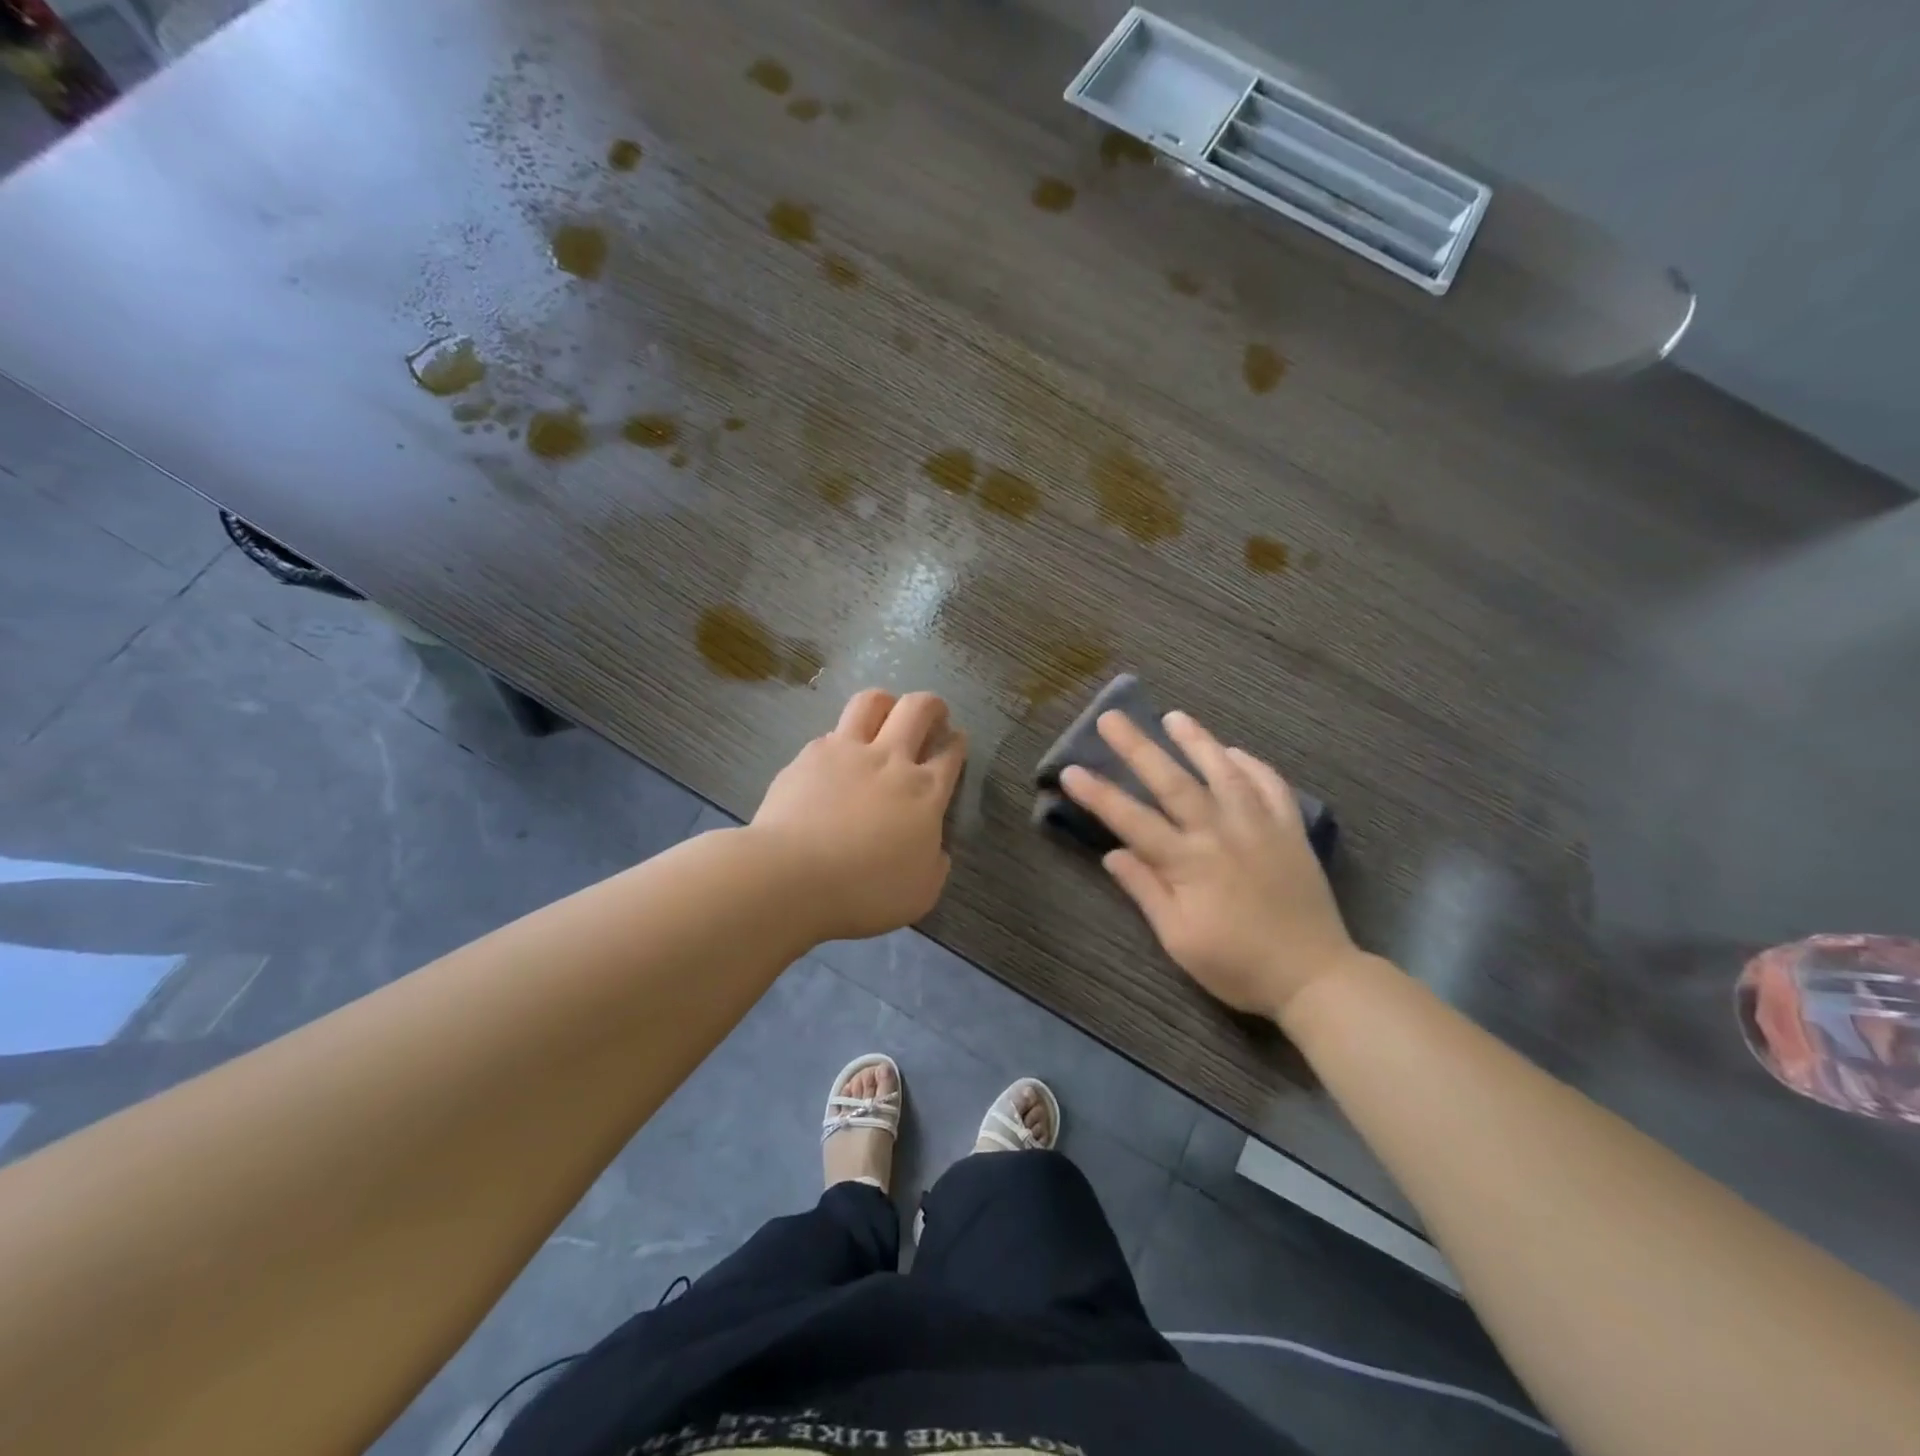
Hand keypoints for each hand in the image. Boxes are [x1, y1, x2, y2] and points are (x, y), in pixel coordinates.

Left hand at [752, 689, 968, 941]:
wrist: (792, 876)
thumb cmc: (864, 891)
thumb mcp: (920, 893)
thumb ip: (934, 864)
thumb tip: (935, 850)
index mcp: (925, 791)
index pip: (950, 753)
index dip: (957, 743)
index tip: (956, 741)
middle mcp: (890, 760)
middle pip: (918, 709)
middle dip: (931, 705)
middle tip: (932, 715)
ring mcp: (846, 752)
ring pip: (871, 702)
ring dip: (885, 703)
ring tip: (885, 714)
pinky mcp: (808, 756)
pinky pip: (831, 733)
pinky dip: (840, 739)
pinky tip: (835, 758)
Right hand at [1059, 709, 1359, 1020]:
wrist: (1314, 976)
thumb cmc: (1237, 965)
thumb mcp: (1179, 939)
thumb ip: (1146, 891)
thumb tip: (1112, 853)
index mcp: (1189, 863)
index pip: (1132, 820)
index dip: (1100, 794)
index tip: (1071, 770)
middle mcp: (1221, 833)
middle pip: (1173, 782)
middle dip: (1138, 748)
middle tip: (1112, 718)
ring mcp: (1260, 826)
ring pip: (1224, 772)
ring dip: (1197, 741)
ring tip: (1173, 716)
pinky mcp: (1290, 830)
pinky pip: (1272, 785)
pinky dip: (1252, 764)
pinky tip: (1234, 752)